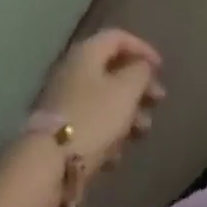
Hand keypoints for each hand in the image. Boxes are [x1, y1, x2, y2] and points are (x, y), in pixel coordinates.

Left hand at [34, 29, 165, 172]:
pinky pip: (90, 124)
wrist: (45, 169)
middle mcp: (73, 71)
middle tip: (157, 101)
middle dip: (138, 86)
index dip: (142, 49)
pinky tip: (117, 155)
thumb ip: (140, 71)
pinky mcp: (57, 135)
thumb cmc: (93, 118)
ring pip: (103, 100)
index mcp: (87, 52)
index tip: (161, 68)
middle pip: (112, 70)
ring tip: (143, 132)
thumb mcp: (127, 90)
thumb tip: (142, 67)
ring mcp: (63, 103)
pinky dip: (107, 133)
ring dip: (126, 113)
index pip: (119, 37)